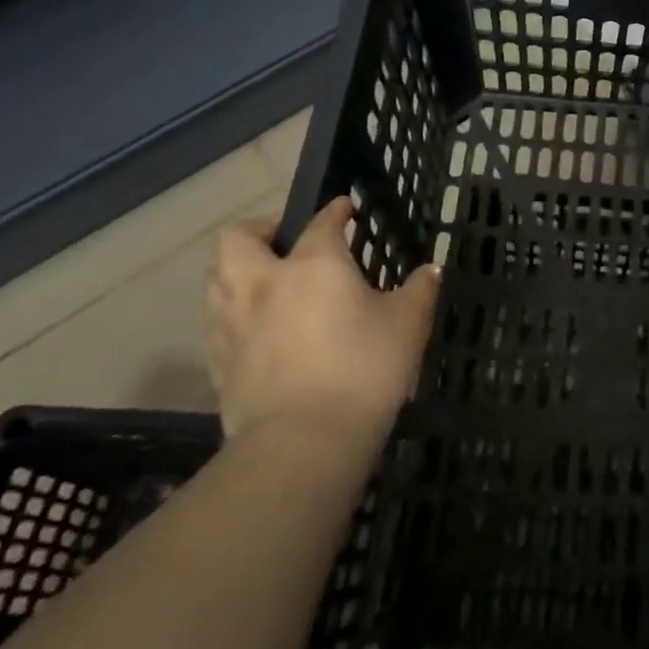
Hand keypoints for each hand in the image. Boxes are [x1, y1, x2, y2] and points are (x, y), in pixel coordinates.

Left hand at [205, 197, 441, 450]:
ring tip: (265, 280)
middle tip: (286, 239)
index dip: (336, 210)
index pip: (323, 221)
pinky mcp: (218, 360)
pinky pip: (217, 320)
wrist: (303, 442)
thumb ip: (420, 290)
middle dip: (262, 229)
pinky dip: (234, 312)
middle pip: (240, 238)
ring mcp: (234, 321)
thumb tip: (431, 269)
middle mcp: (265, 281)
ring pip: (217, 277)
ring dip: (238, 269)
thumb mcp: (408, 324)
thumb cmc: (364, 370)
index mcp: (314, 263)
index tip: (346, 207)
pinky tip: (257, 328)